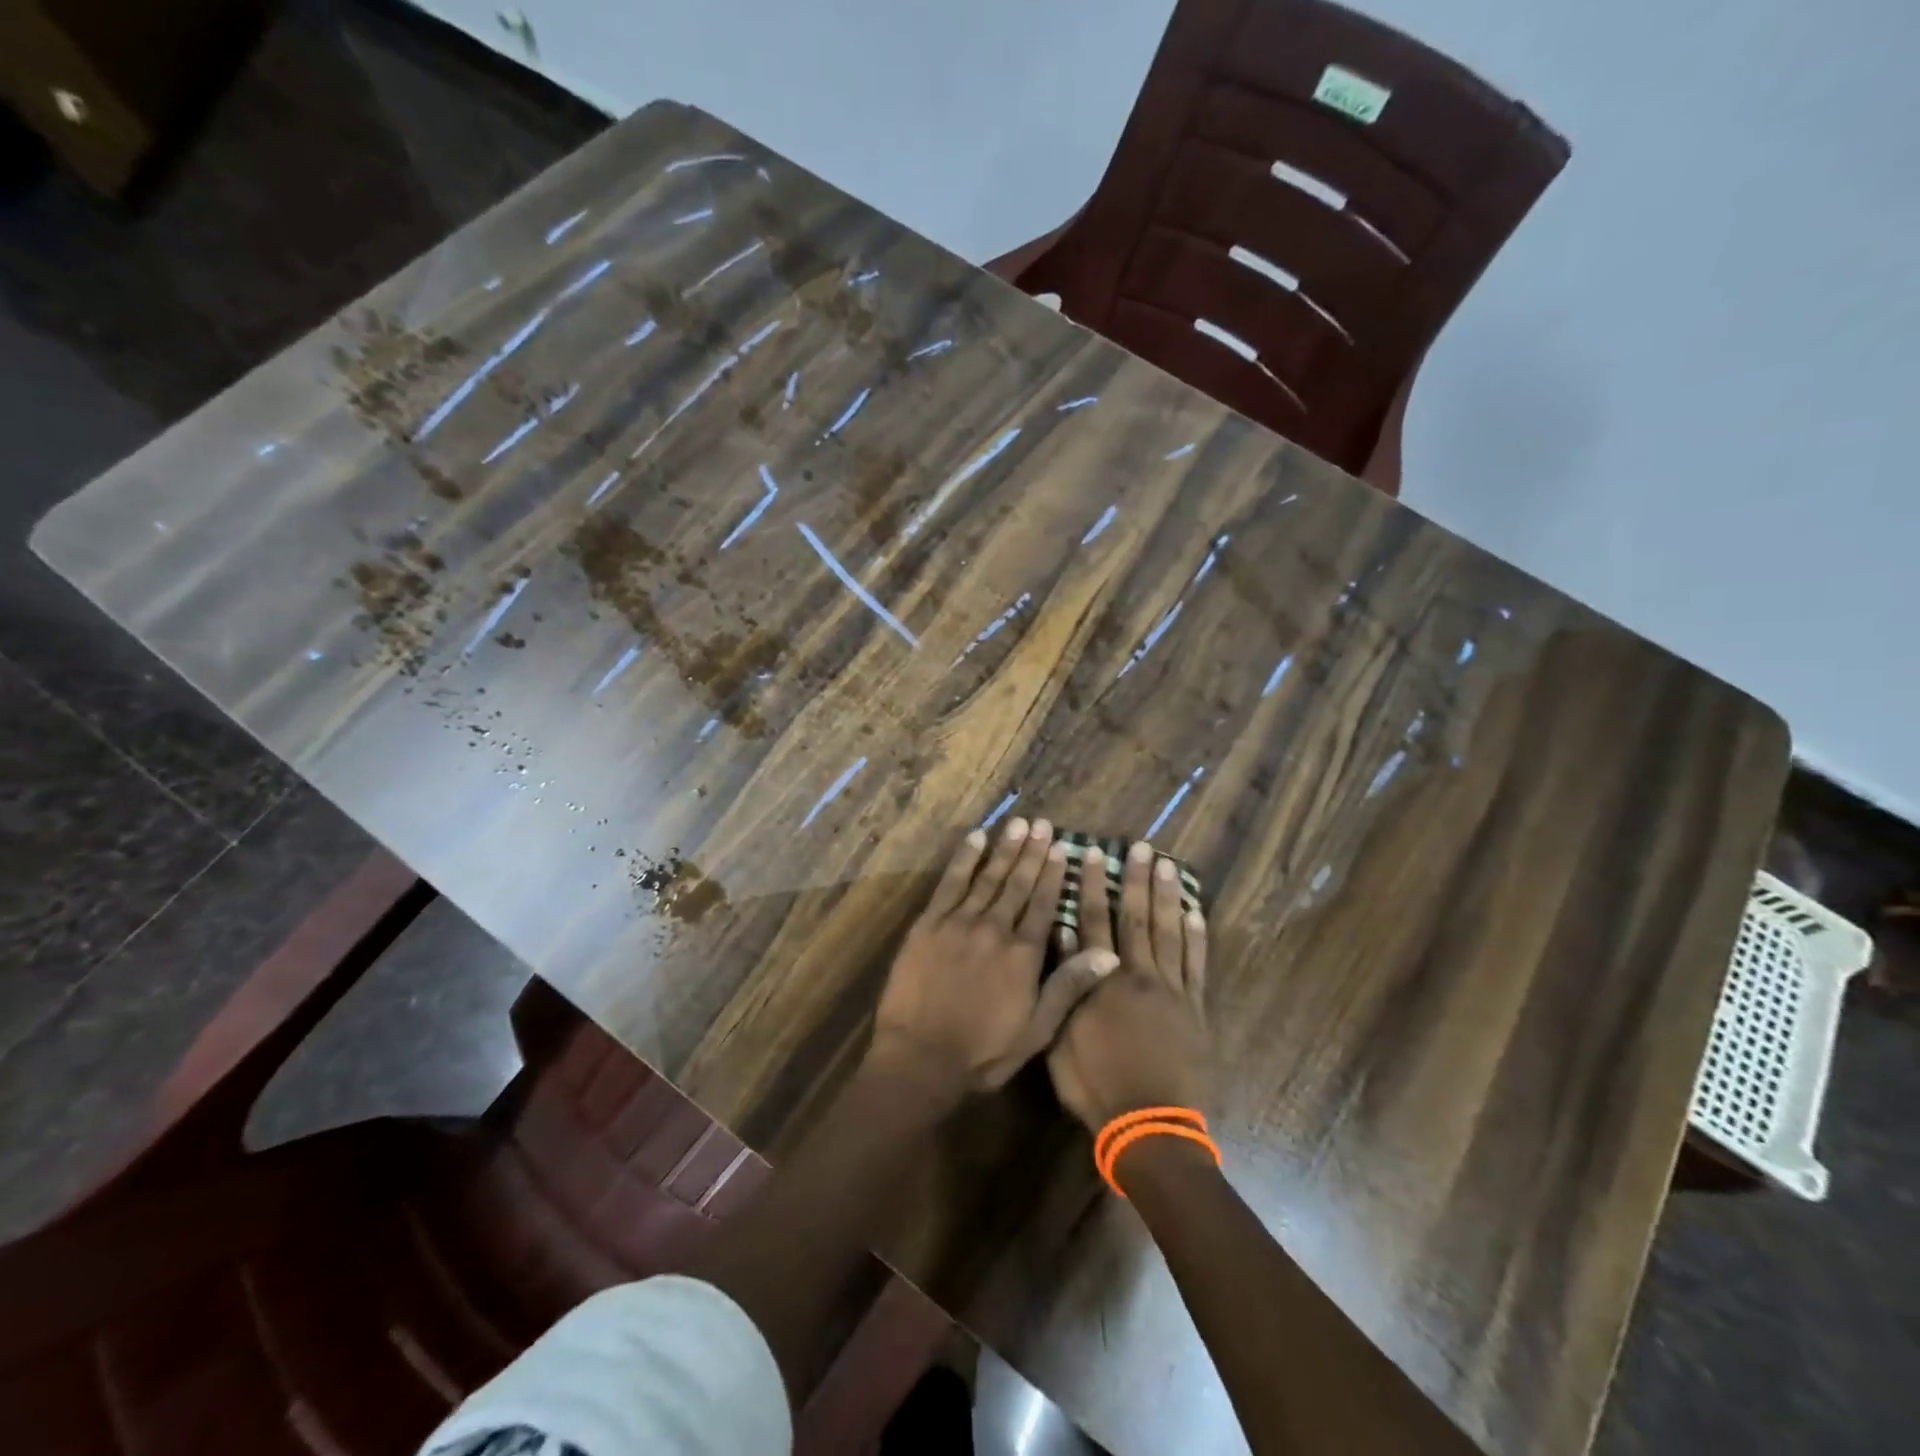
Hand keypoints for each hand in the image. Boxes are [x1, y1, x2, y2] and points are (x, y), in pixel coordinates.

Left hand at [871, 819, 1119, 1095]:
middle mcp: (995, 928)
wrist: (920, 1056)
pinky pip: (950, 883)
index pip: (1043, 904)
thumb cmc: (982, 1051)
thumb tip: (1108, 954)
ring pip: (988, 877)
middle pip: (1018, 883)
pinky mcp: (929, 924)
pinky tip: (975, 838)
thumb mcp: (1036, 1030)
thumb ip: (1069, 987)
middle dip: (1032, 852)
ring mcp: (959, 922)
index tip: (1062, 847)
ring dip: (1004, 849)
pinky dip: (964, 858)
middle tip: (1041, 823)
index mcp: (1024, 954)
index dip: (1053, 874)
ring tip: (1018, 824)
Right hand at [1047, 841, 1210, 1130]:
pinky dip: (1197, 937)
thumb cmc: (1097, 1086)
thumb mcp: (1061, 1039)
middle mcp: (1138, 976)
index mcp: (1102, 982)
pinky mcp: (1195, 1009)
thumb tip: (1060, 939)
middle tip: (1141, 847)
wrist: (1151, 1126)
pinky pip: (1197, 965)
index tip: (1093, 855)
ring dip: (1168, 897)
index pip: (1095, 922)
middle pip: (1137, 918)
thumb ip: (1063, 987)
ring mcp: (1172, 991)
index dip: (1092, 887)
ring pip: (1170, 933)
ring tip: (1167, 865)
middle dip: (1136, 880)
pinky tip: (1195, 912)